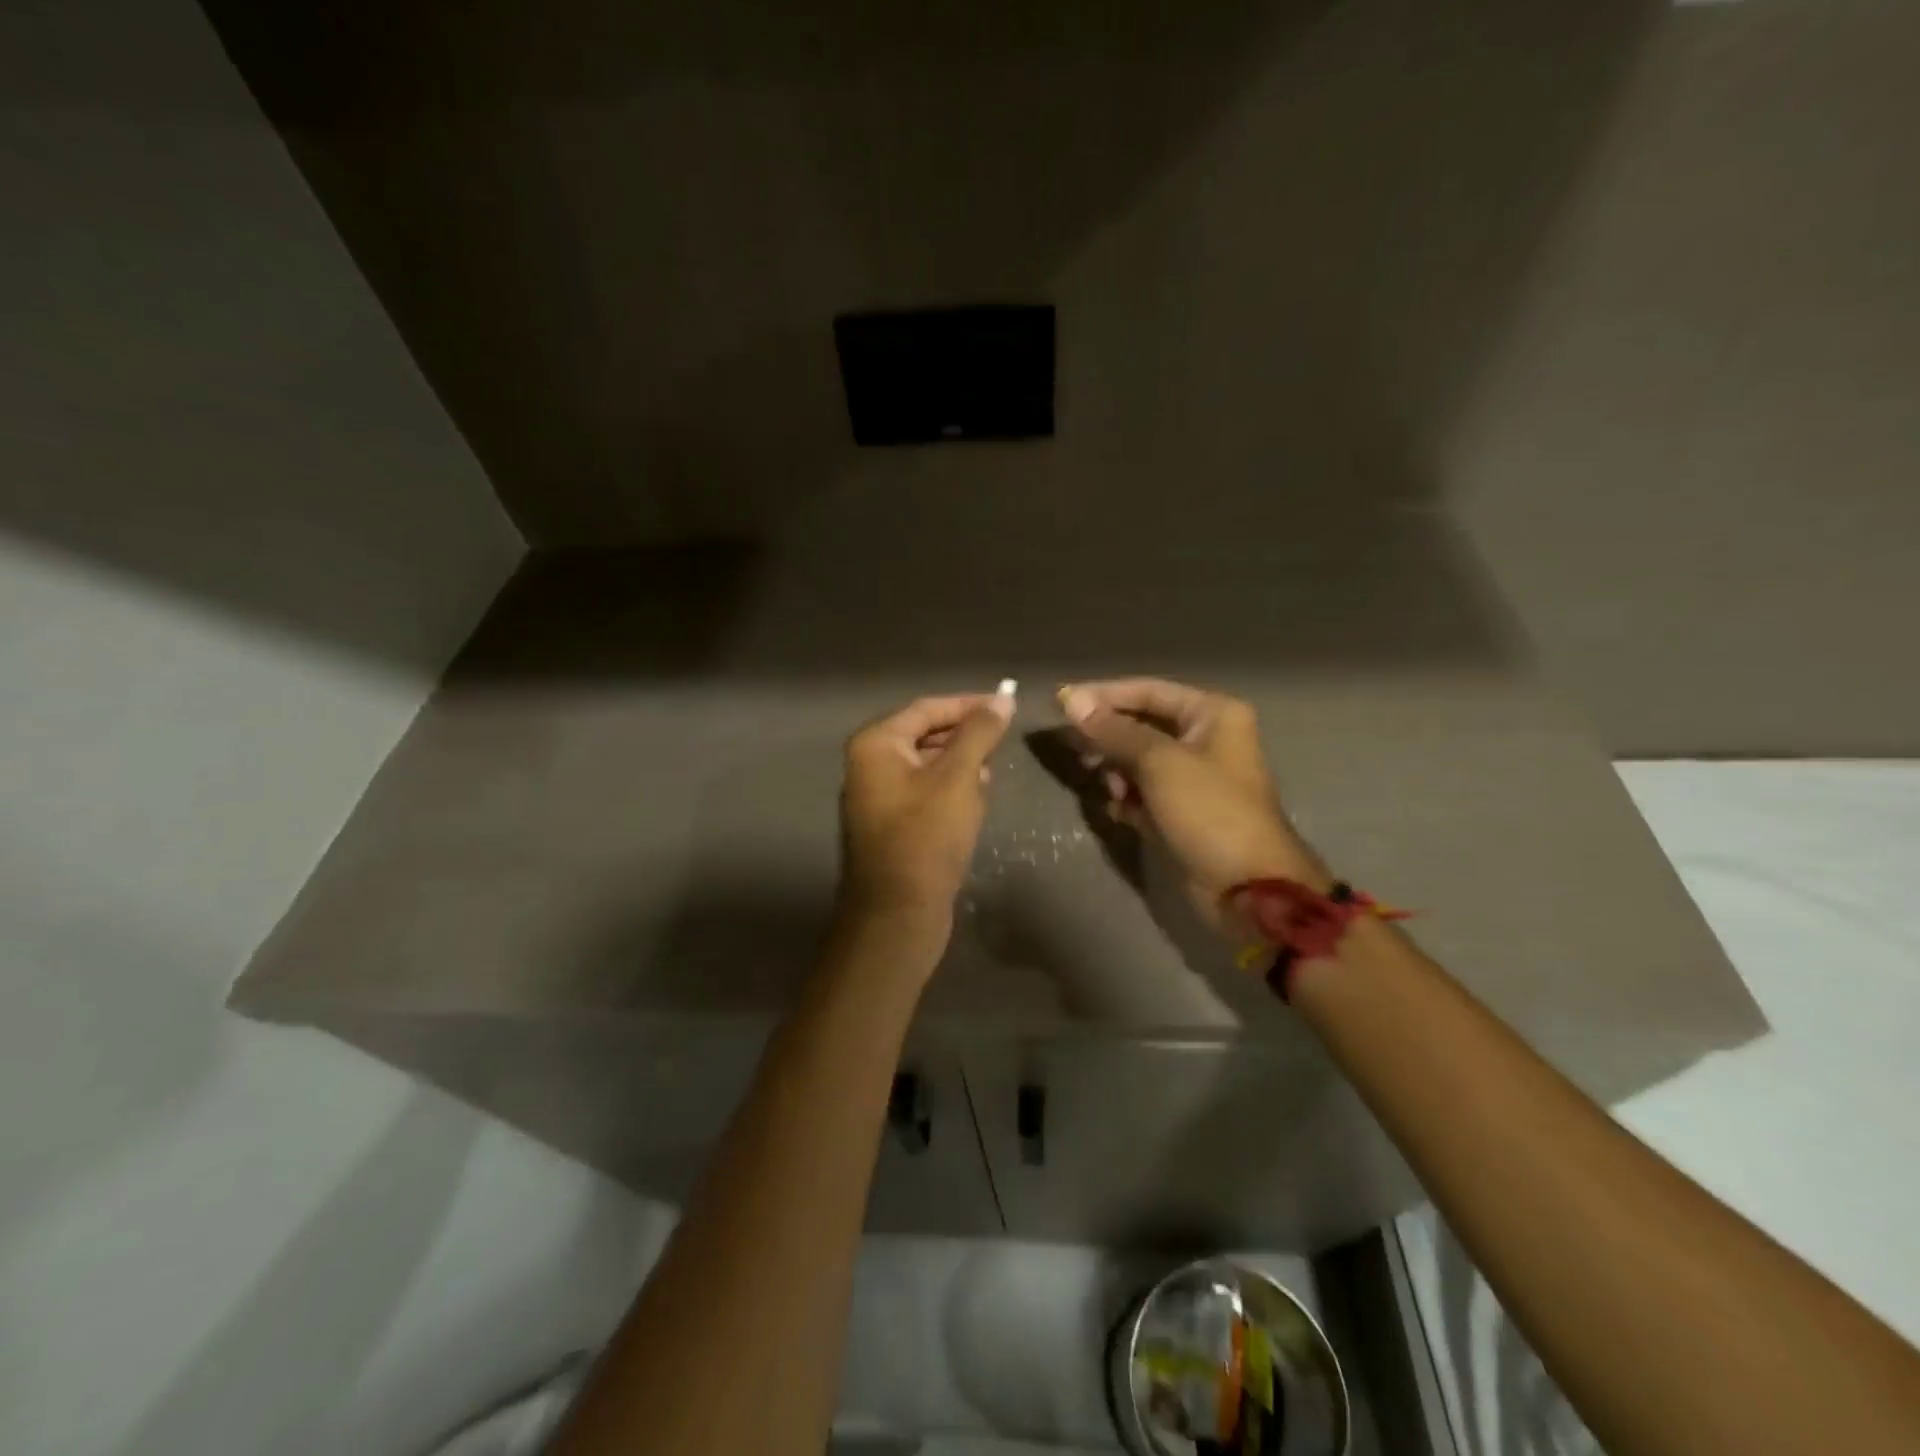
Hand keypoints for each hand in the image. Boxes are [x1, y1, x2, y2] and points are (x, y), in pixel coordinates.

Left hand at [837, 689, 1013, 936]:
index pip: (927, 708)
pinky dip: (951, 790)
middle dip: (966, 737)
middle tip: (1004, 741)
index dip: (969, 704)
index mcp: (876, 744)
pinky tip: (976, 800)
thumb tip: (1003, 697)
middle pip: (925, 734)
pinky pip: (925, 792)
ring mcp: (878, 796)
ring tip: (993, 773)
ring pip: (928, 765)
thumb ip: (980, 733)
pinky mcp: (891, 824)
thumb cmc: (926, 837)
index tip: (1007, 705)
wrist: (898, 914)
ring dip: (962, 765)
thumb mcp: (958, 777)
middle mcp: (869, 764)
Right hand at [1058, 679, 1326, 920]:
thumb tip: (1070, 699)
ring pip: (1138, 760)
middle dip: (1108, 738)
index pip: (1147, 690)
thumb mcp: (1159, 763)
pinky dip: (1128, 797)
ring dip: (1117, 771)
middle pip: (1141, 724)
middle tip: (1076, 752)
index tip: (1060, 704)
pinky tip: (1119, 812)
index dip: (1103, 695)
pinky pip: (1143, 791)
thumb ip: (1113, 730)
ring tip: (1109, 790)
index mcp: (1212, 714)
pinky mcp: (1182, 810)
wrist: (1247, 889)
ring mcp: (1194, 776)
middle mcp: (1206, 737)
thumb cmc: (1209, 812)